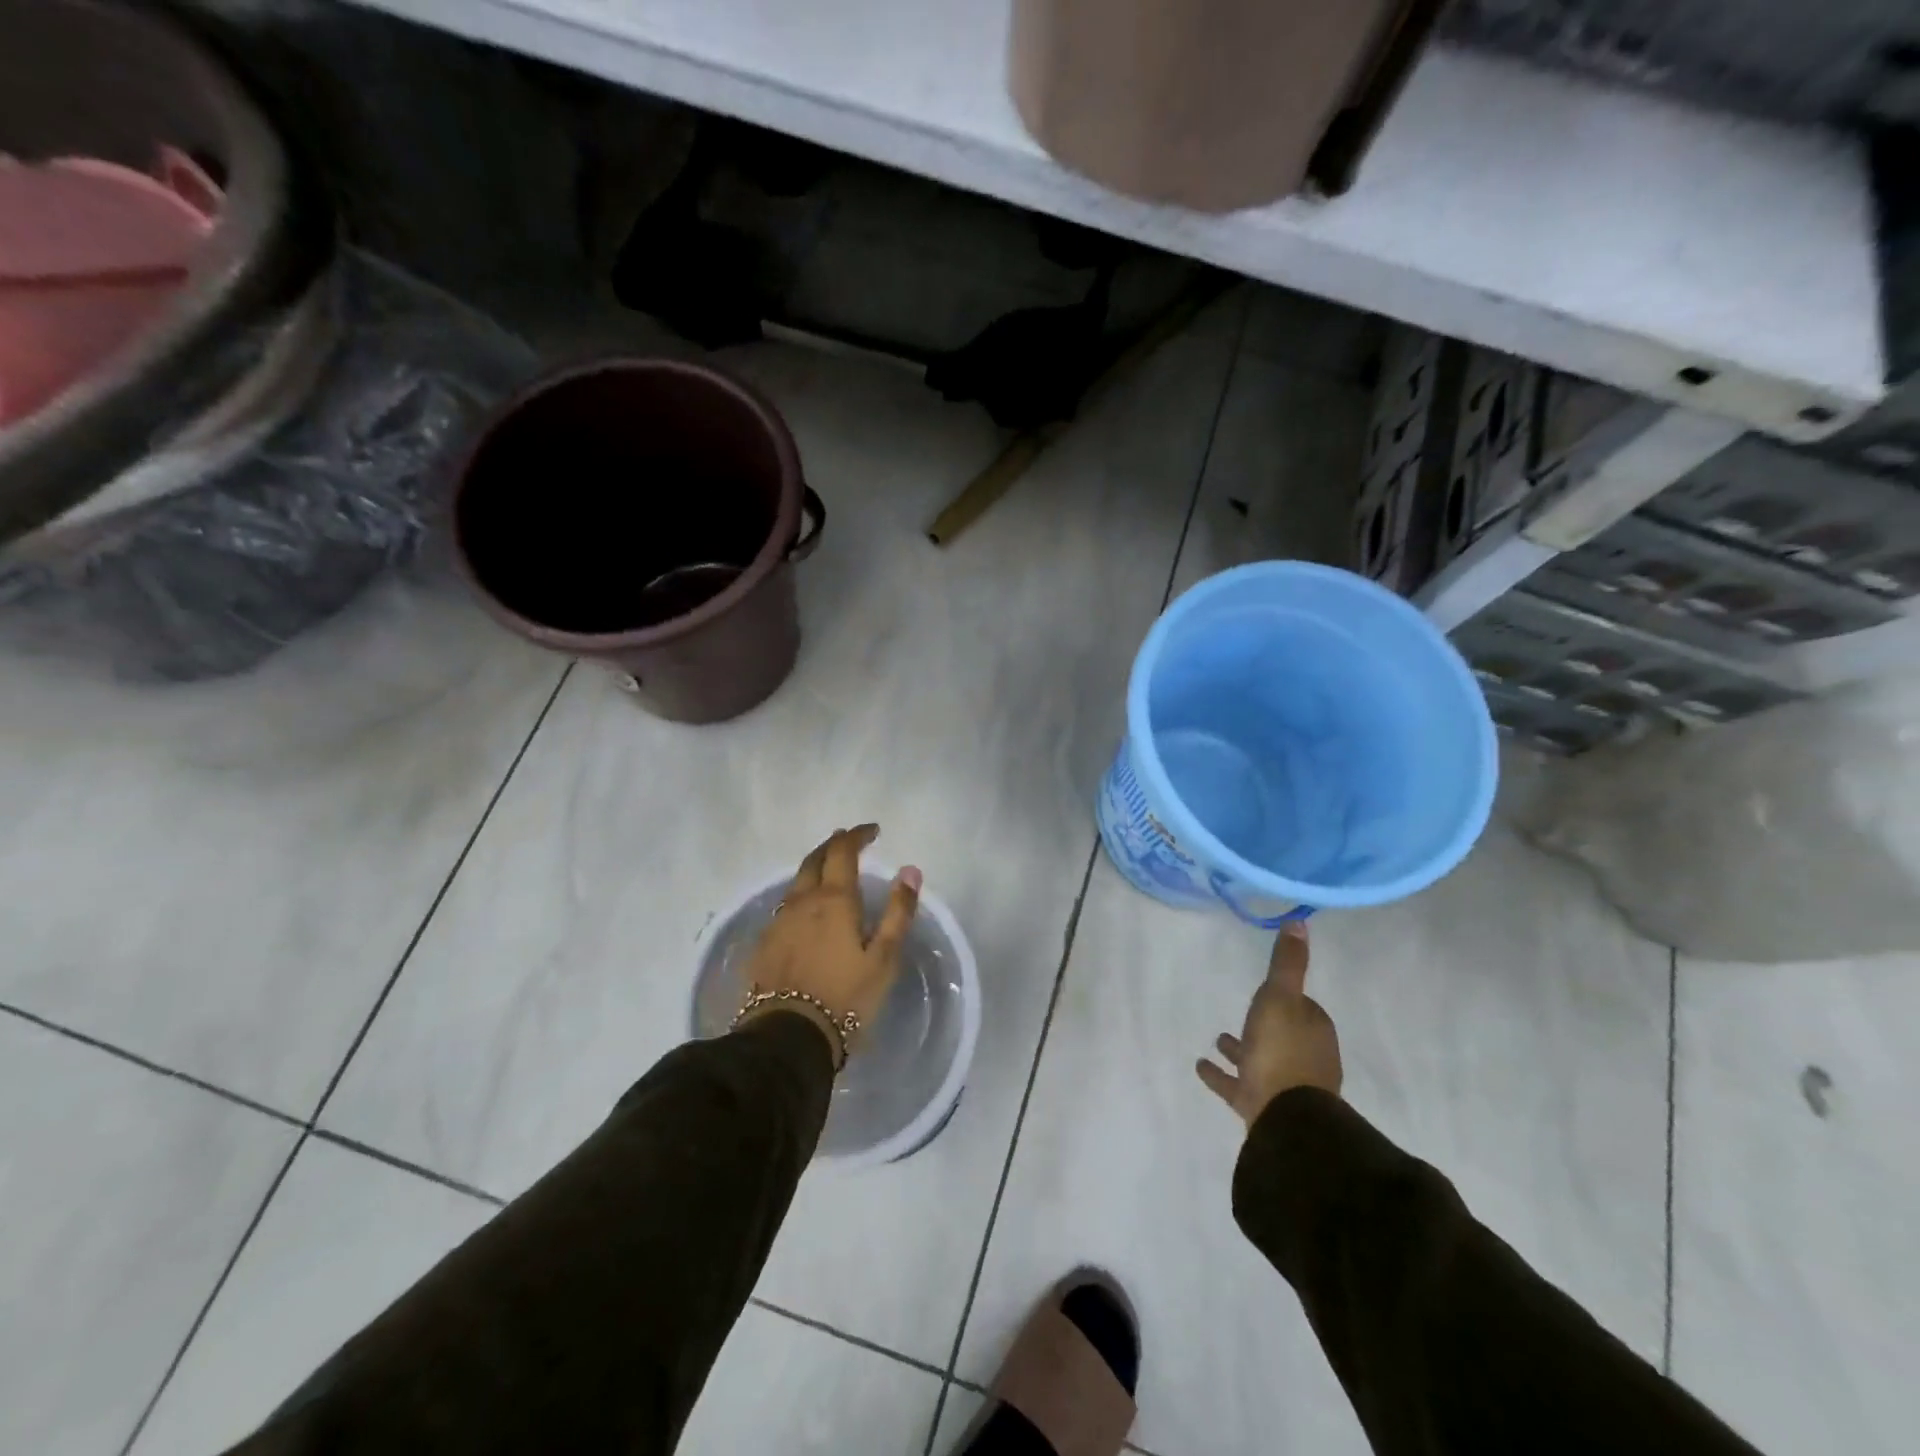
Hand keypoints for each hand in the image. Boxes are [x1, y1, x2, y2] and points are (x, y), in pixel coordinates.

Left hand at [740, 824, 921, 1053]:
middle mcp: (802, 901)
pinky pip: (785, 908)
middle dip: (833, 845)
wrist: (787, 1039)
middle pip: (814, 859)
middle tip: (849, 842)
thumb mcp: (884, 958)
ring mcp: (778, 922)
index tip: (872, 831)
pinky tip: (807, 913)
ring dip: (815, 870)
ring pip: (796, 883)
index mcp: (833, 899)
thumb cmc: (845, 997)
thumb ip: (897, 911)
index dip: (857, 835)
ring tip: (830, 874)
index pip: (842, 850)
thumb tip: (910, 870)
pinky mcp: (764, 945)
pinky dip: (801, 898)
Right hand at [1197, 922, 1341, 1125]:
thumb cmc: (1282, 1050)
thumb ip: (1287, 962)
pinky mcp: (1261, 1106)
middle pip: (1281, 1034)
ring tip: (1217, 1039)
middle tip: (1241, 1013)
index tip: (1269, 989)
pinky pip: (1237, 1085)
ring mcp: (1284, 1086)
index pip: (1302, 1007)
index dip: (1286, 998)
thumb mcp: (1281, 996)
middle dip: (1262, 1024)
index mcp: (1312, 1030)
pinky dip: (1221, 1075)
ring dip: (1240, 1049)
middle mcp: (1304, 1057)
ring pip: (1260, 1060)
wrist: (1285, 1116)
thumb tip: (1299, 921)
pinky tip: (1200, 1066)